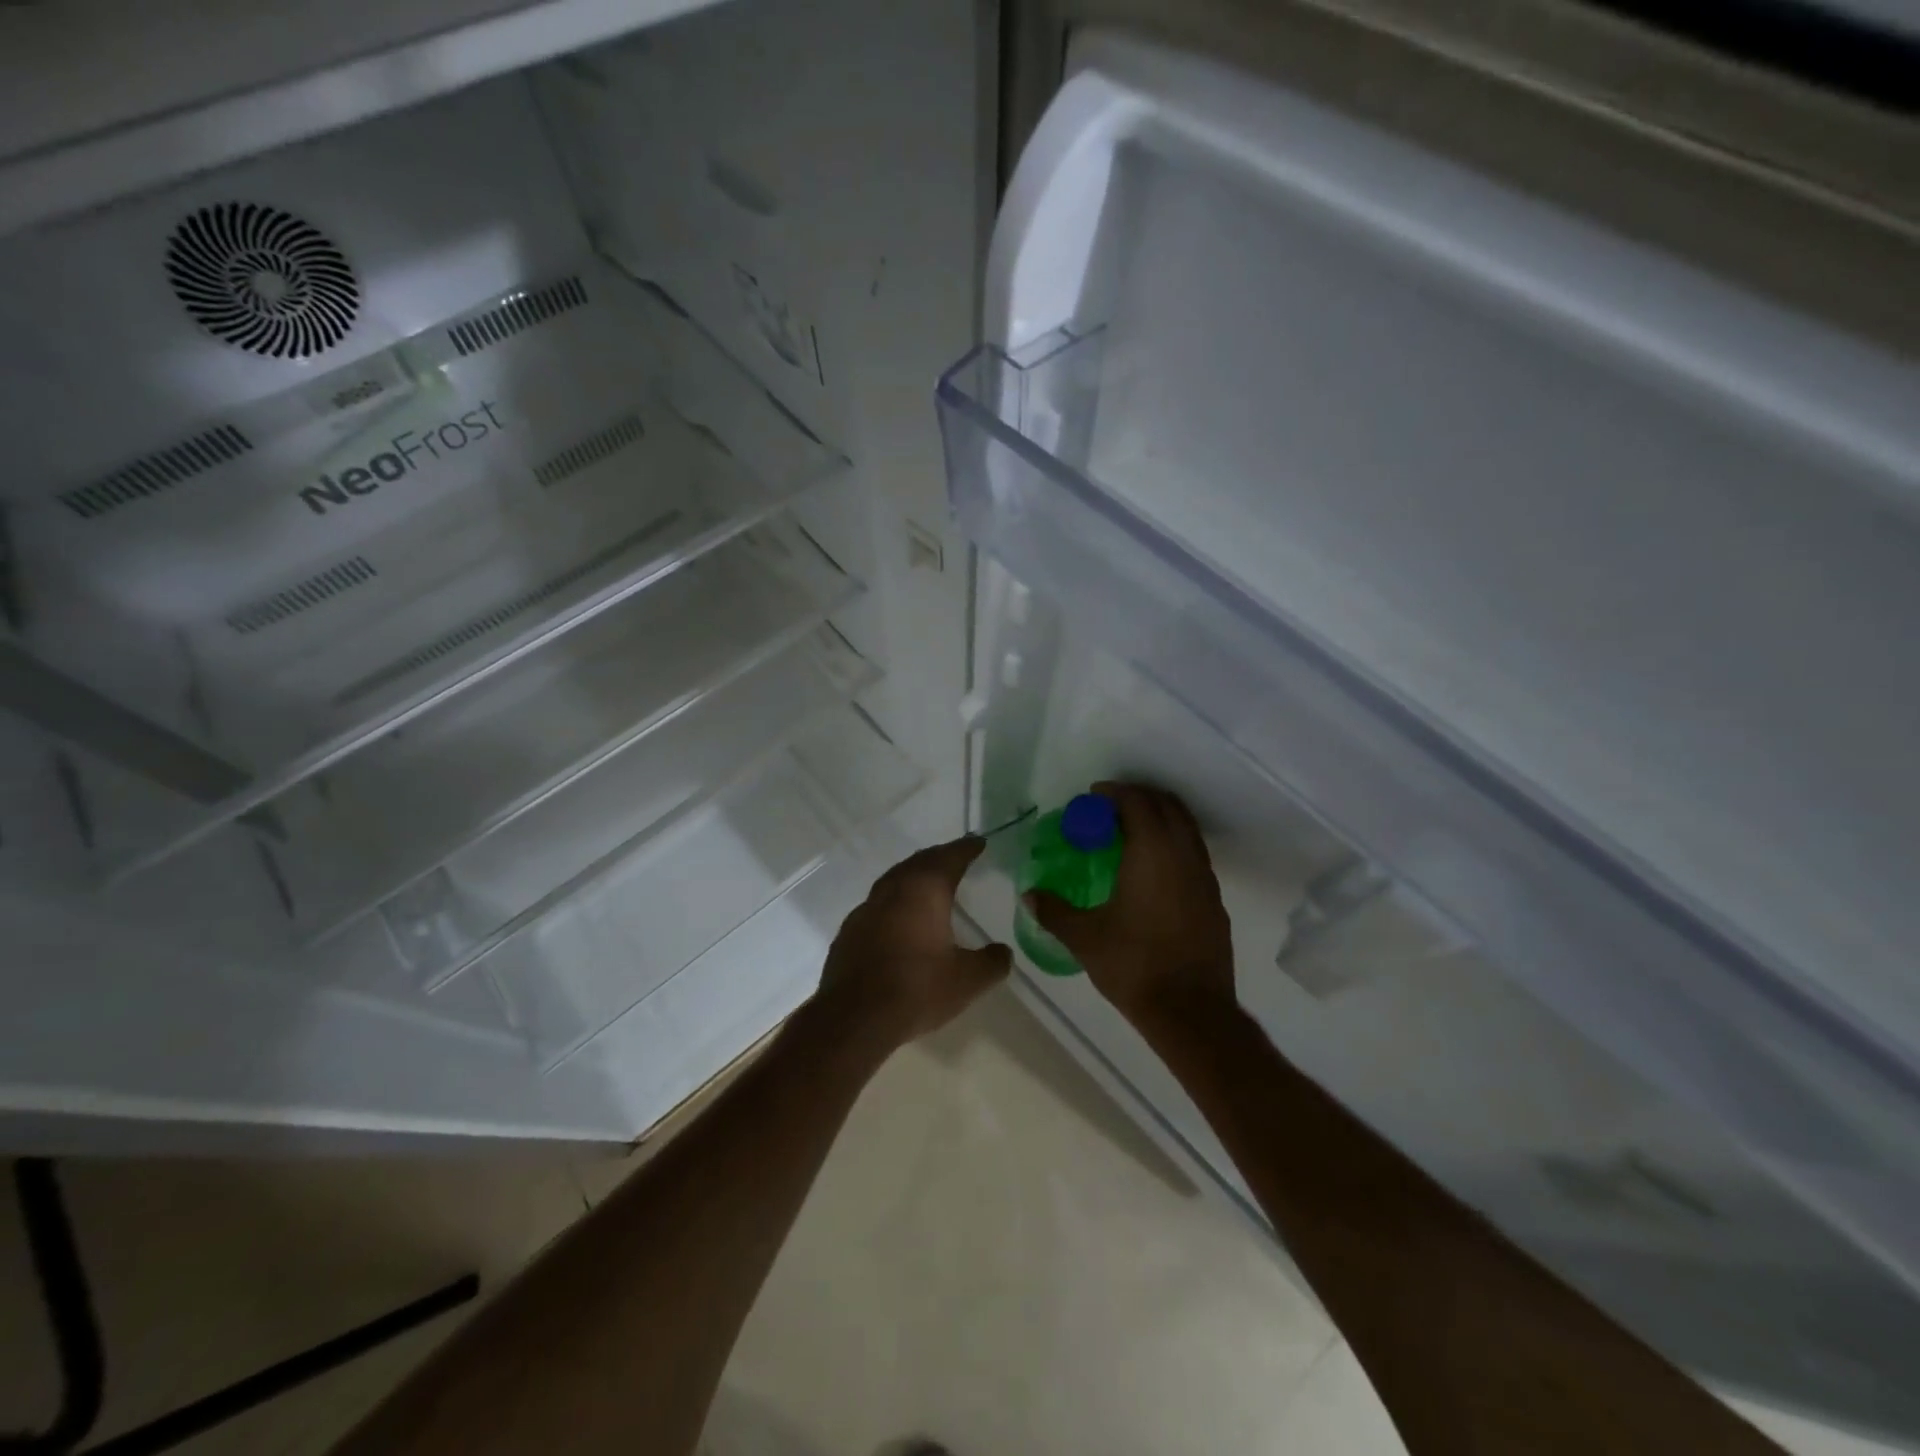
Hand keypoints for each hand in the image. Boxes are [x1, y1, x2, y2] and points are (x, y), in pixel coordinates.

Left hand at [816, 835, 1011, 1046]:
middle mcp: (893, 890)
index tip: (978, 842)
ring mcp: (866, 909)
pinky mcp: (849, 931)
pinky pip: (877, 904)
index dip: (966, 849)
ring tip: (928, 883)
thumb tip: (1003, 952)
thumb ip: (991, 962)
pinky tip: (899, 919)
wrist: (853, 1018)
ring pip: (894, 880)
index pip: (949, 858)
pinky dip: (894, 901)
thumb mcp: (967, 980)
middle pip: (919, 862)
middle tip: (955, 858)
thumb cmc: (916, 989)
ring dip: (913, 876)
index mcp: (924, 890)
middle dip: (939, 857)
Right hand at [1025, 782, 1235, 1023]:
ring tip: (1131, 832)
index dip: (1115, 792)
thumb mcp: (1084, 937)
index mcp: (1151, 853)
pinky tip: (1153, 870)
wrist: (1192, 1011)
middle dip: (1140, 797)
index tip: (1093, 796)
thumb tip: (1029, 895)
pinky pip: (1194, 853)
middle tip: (1111, 808)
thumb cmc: (1134, 965)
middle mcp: (1183, 855)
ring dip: (1160, 818)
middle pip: (1167, 805)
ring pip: (1186, 828)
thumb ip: (1054, 911)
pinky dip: (1174, 843)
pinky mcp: (1214, 899)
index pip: (1137, 802)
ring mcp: (1204, 877)